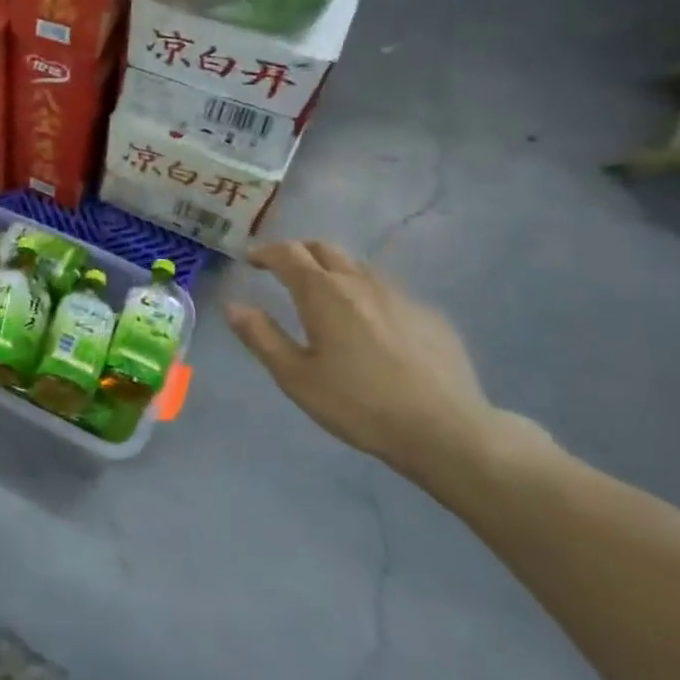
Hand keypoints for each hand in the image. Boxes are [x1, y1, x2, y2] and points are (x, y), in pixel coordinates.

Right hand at [225, 241, 514, 478]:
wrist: (446, 431)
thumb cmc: (358, 404)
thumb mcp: (295, 376)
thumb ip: (261, 336)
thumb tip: (233, 306)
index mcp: (322, 293)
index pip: (287, 253)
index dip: (265, 252)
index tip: (251, 260)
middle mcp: (360, 283)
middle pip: (325, 249)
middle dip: (298, 253)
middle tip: (283, 271)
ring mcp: (400, 297)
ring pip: (358, 268)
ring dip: (333, 272)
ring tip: (325, 298)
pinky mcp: (430, 317)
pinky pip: (389, 293)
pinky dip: (367, 296)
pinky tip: (370, 329)